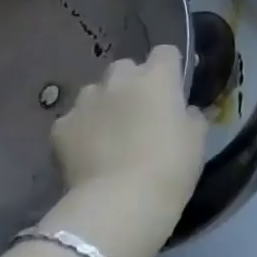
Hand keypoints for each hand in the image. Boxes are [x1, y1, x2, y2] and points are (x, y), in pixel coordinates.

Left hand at [42, 46, 206, 256]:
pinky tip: (88, 154)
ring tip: (110, 134)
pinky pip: (73, 120)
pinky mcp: (60, 128)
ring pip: (96, 91)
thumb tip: (185, 110)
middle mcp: (119, 80)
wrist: (119, 204)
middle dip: (133, 84)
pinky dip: (80, 131)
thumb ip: (192, 116)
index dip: (171, 68)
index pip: (166, 52)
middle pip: (126, 67)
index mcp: (158, 78)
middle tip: (141, 113)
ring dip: (105, 105)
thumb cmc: (169, 167)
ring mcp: (85, 102)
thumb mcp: (197, 140)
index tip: (174, 89)